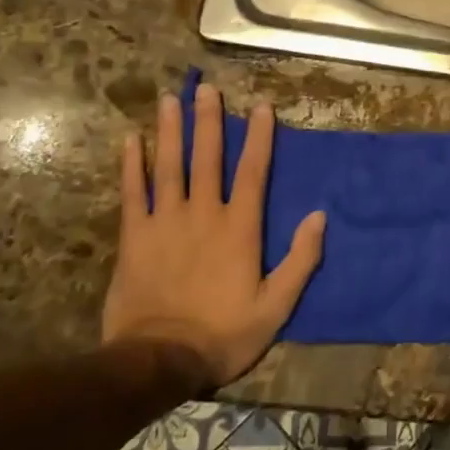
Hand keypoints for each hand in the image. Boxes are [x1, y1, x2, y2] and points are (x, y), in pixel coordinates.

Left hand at [103, 86, 325, 390]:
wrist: (158, 361)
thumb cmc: (224, 333)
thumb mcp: (276, 306)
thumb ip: (301, 259)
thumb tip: (319, 215)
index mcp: (240, 228)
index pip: (253, 172)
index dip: (259, 137)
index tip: (261, 106)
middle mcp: (204, 214)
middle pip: (208, 158)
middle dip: (209, 121)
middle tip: (206, 88)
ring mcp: (165, 223)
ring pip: (170, 167)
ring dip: (171, 131)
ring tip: (170, 99)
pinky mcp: (134, 238)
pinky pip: (133, 193)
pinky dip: (132, 166)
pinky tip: (130, 140)